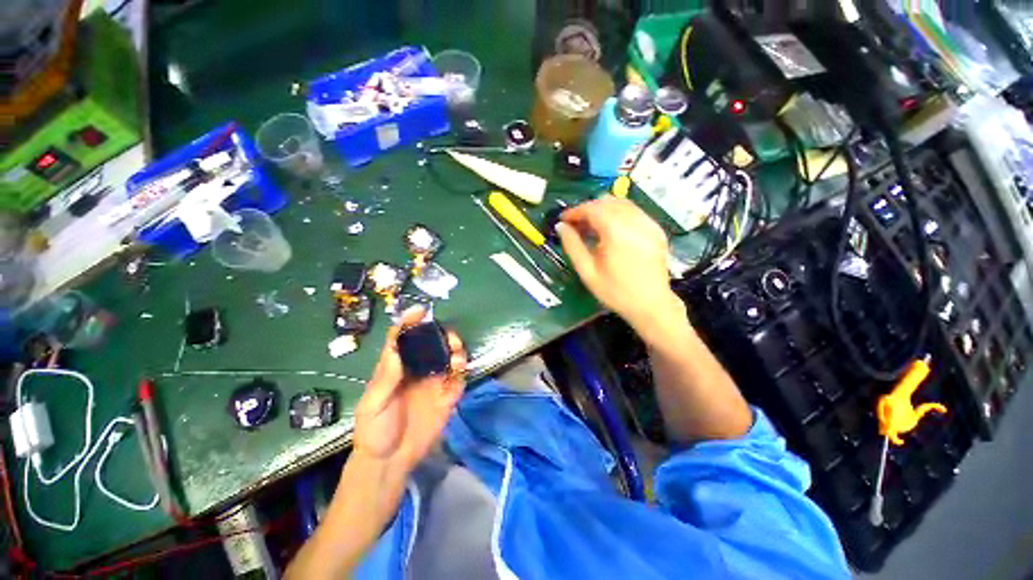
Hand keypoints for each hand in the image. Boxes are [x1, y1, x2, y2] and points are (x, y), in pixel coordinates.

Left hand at [352, 308, 466, 475]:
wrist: (390, 461)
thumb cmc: (374, 430)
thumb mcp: (373, 404)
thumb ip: (386, 378)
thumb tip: (396, 348)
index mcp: (396, 368)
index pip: (402, 339)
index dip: (409, 322)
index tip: (421, 311)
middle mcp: (417, 370)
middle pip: (432, 344)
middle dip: (442, 335)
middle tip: (450, 337)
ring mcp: (433, 383)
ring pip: (448, 358)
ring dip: (456, 351)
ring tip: (457, 355)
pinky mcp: (446, 397)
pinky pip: (458, 380)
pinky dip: (462, 372)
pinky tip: (460, 372)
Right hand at [557, 197, 679, 329]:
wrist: (651, 305)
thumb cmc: (615, 291)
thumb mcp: (587, 271)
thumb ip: (572, 245)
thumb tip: (561, 226)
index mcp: (616, 231)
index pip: (592, 208)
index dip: (575, 211)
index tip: (563, 219)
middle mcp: (635, 221)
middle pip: (607, 201)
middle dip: (588, 209)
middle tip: (576, 224)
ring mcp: (649, 224)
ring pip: (622, 203)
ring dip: (603, 209)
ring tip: (592, 227)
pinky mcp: (656, 229)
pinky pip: (634, 211)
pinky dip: (618, 214)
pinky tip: (611, 230)